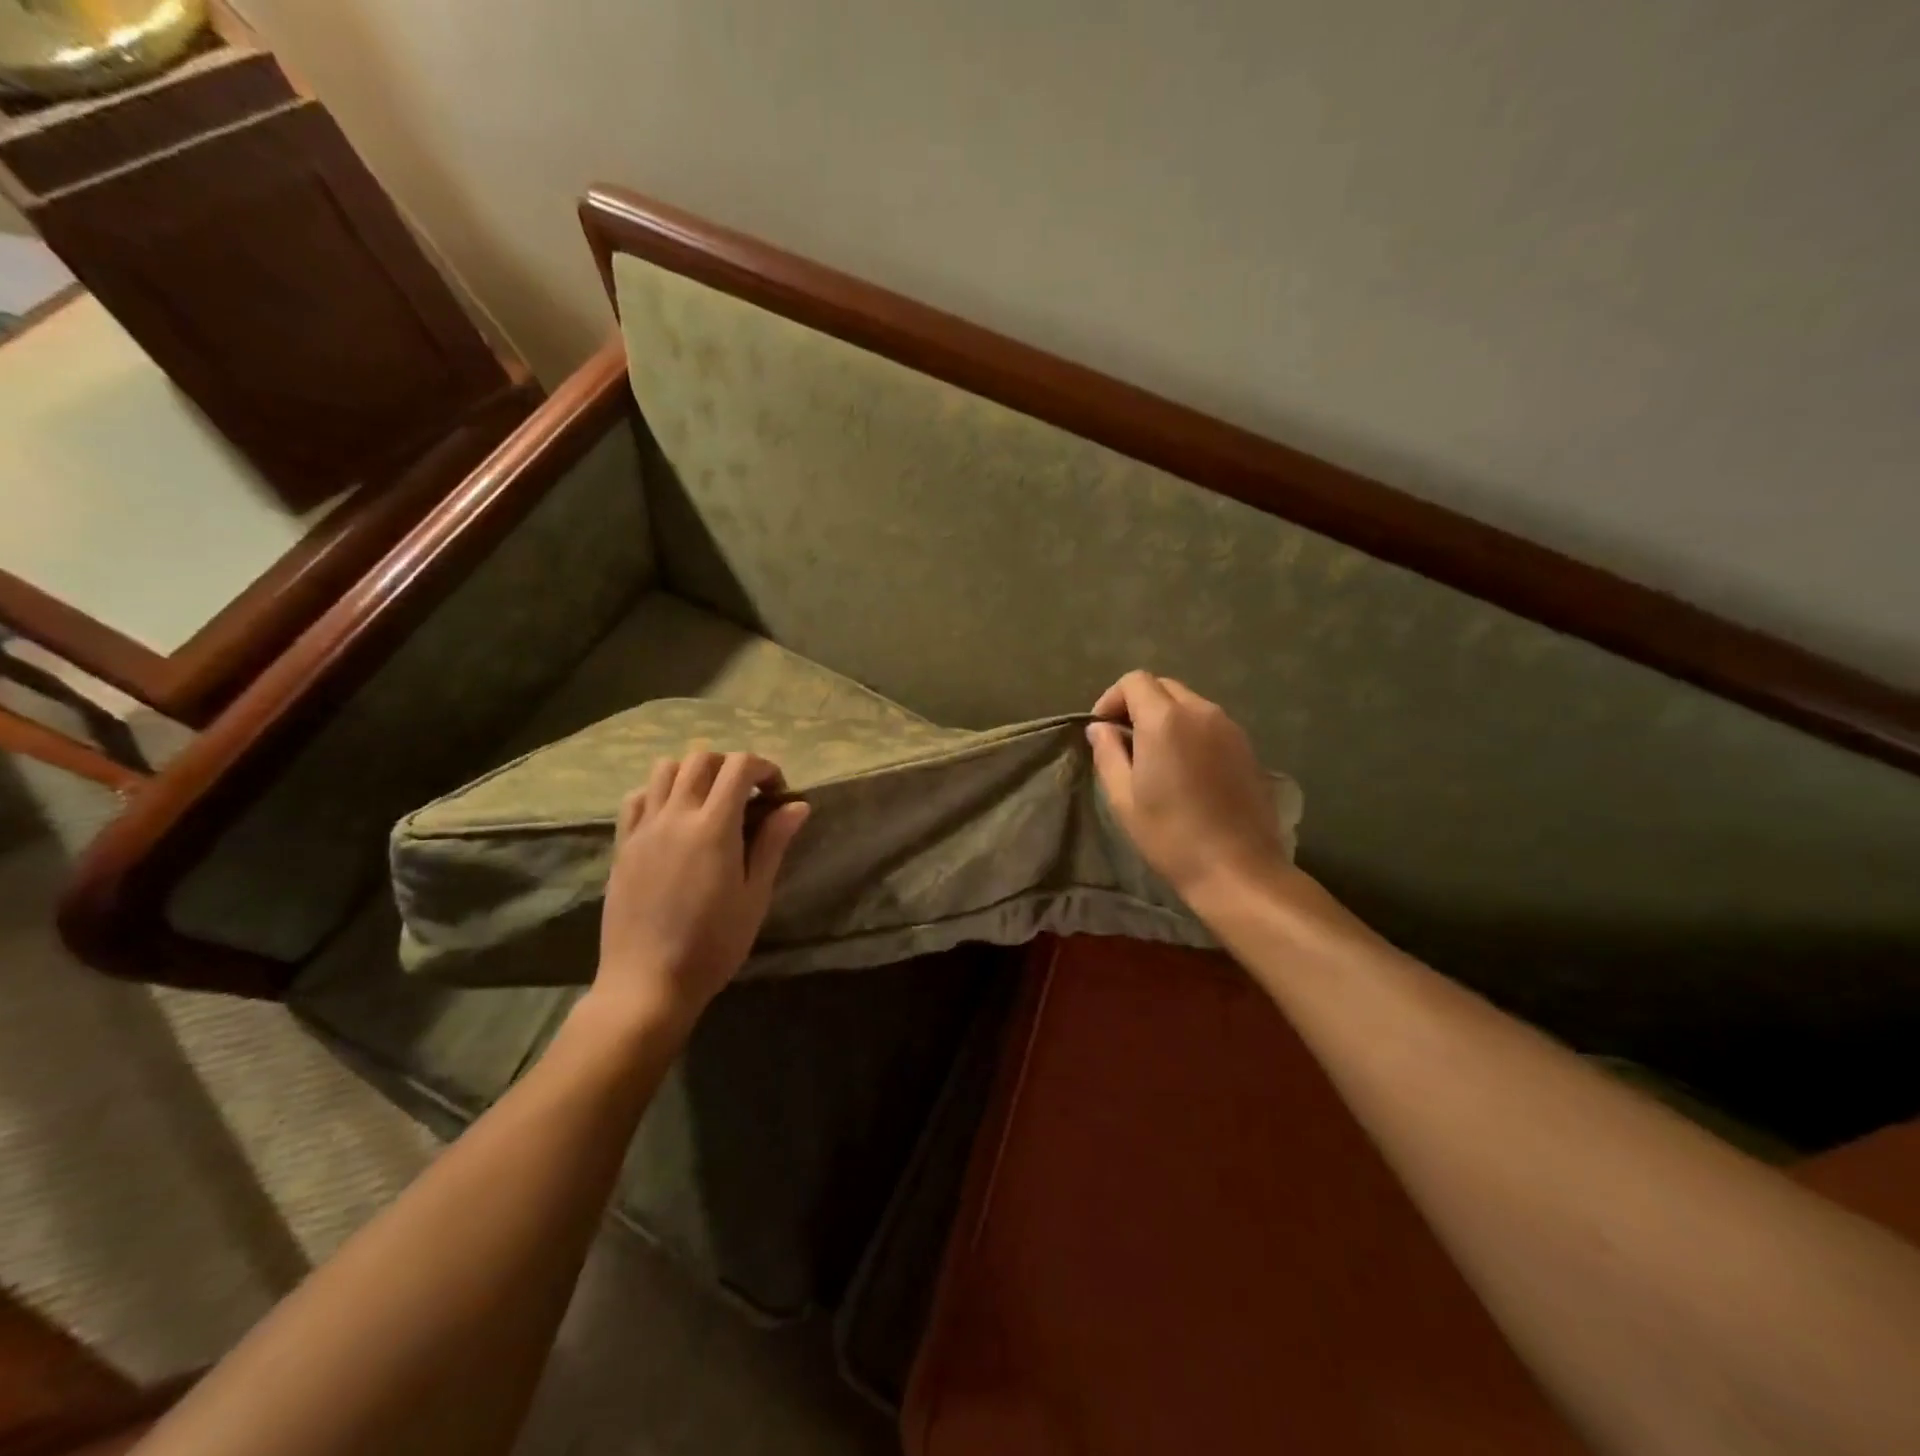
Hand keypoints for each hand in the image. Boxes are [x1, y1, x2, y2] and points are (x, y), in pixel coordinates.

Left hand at [592, 750, 810, 1035]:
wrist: (648, 983)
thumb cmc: (713, 944)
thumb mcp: (755, 896)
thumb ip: (773, 843)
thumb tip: (797, 805)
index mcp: (713, 827)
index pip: (739, 767)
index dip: (764, 768)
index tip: (777, 793)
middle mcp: (675, 816)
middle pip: (702, 759)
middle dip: (731, 766)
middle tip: (747, 796)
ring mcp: (644, 828)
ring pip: (665, 769)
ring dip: (693, 773)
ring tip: (709, 801)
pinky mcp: (622, 845)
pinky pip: (637, 797)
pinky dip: (659, 792)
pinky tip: (673, 818)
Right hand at [1086, 671, 1288, 906]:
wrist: (1237, 869)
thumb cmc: (1170, 835)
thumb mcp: (1123, 798)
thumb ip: (1107, 753)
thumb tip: (1100, 728)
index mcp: (1165, 720)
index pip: (1134, 681)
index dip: (1111, 699)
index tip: (1102, 730)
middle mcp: (1201, 712)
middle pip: (1163, 686)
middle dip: (1138, 704)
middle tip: (1124, 741)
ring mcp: (1229, 727)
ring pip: (1189, 703)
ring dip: (1165, 717)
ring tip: (1154, 756)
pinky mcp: (1247, 747)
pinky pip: (1210, 723)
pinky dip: (1190, 731)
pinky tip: (1185, 769)